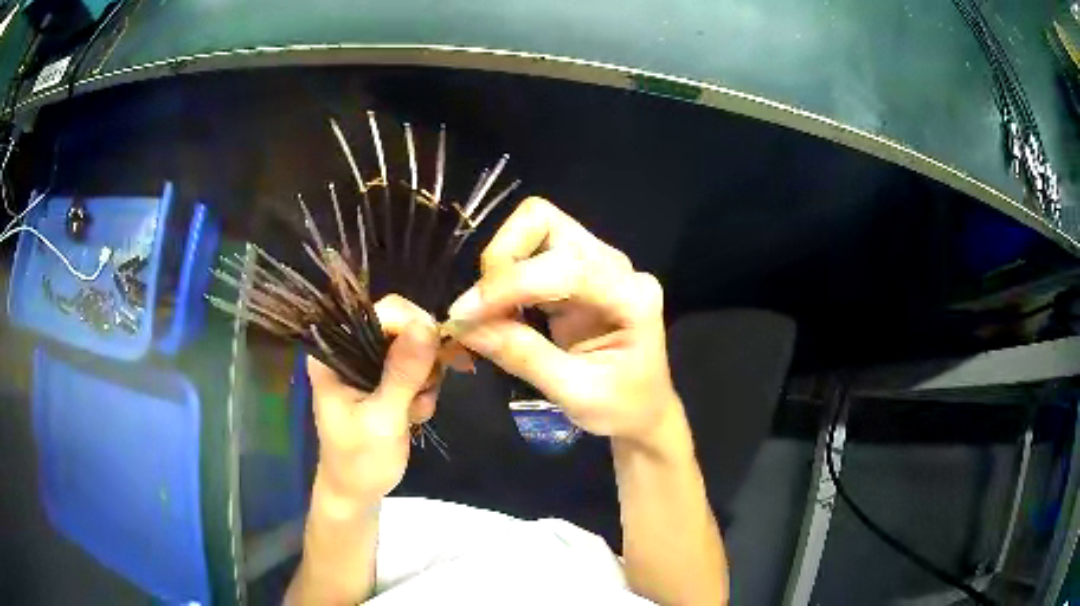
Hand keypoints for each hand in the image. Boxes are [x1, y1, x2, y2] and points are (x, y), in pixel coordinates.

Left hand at [308, 295, 440, 504]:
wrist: (357, 492)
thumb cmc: (360, 461)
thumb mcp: (382, 419)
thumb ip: (402, 373)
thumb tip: (427, 325)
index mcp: (334, 352)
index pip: (379, 313)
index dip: (412, 325)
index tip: (437, 354)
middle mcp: (349, 348)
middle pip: (401, 325)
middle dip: (422, 358)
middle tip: (423, 393)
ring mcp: (367, 363)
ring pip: (415, 346)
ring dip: (425, 378)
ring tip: (415, 412)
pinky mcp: (382, 378)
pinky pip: (417, 366)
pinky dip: (424, 388)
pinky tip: (414, 414)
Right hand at [447, 197, 682, 451]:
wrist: (644, 412)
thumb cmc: (622, 408)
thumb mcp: (576, 394)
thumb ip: (522, 355)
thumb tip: (462, 325)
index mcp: (632, 297)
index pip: (566, 266)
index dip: (509, 285)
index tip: (464, 317)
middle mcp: (616, 267)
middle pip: (545, 222)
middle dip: (502, 258)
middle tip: (480, 309)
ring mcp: (596, 265)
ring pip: (534, 229)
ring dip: (499, 266)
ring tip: (485, 314)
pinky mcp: (576, 274)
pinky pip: (530, 254)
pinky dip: (503, 277)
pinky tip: (496, 312)